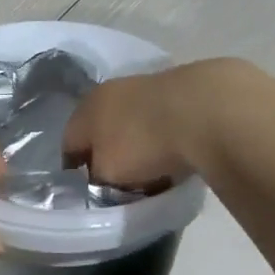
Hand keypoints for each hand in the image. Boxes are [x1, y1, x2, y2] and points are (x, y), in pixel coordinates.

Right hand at [64, 59, 247, 187]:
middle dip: (108, 155)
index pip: (69, 143)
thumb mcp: (107, 174)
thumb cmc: (142, 144)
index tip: (86, 189)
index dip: (75, 169)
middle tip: (119, 182)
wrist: (205, 110)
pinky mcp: (180, 89)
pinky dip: (164, 138)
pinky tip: (177, 155)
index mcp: (86, 109)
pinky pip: (163, 121)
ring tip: (152, 171)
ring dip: (138, 144)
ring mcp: (147, 86)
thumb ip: (97, 178)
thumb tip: (100, 178)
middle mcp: (111, 91)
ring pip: (133, 123)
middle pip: (102, 130)